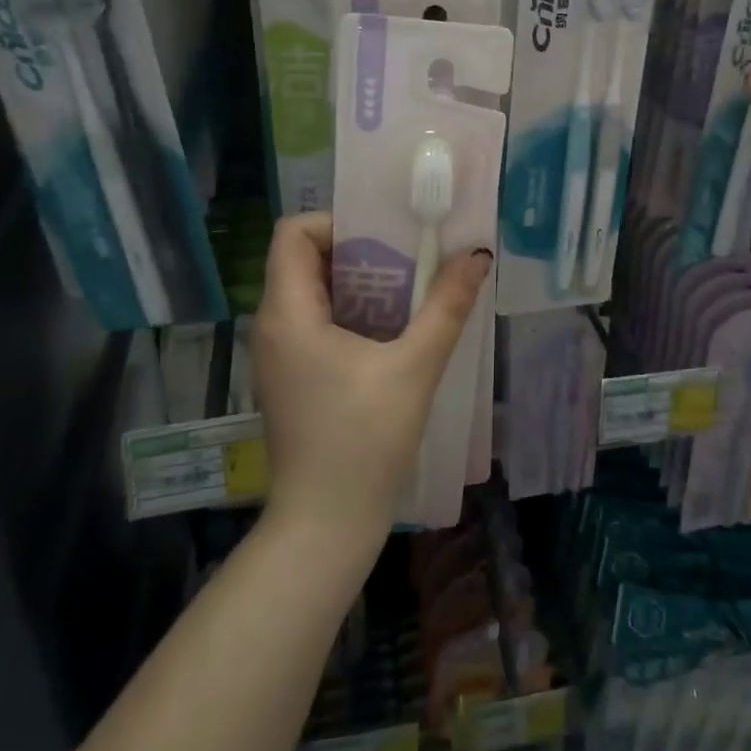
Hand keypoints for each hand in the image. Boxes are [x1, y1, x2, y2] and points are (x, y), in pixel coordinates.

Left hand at [251, 213, 492, 546]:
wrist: (325, 526)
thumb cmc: (364, 441)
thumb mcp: (414, 367)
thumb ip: (446, 306)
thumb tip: (477, 255)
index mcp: (288, 312)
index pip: (294, 232)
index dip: (338, 224)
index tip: (386, 240)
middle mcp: (272, 325)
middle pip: (305, 259)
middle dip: (359, 252)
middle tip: (410, 262)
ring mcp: (278, 355)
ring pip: (312, 292)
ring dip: (359, 284)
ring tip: (408, 293)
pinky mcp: (291, 377)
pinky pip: (315, 322)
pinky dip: (350, 313)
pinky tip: (391, 333)